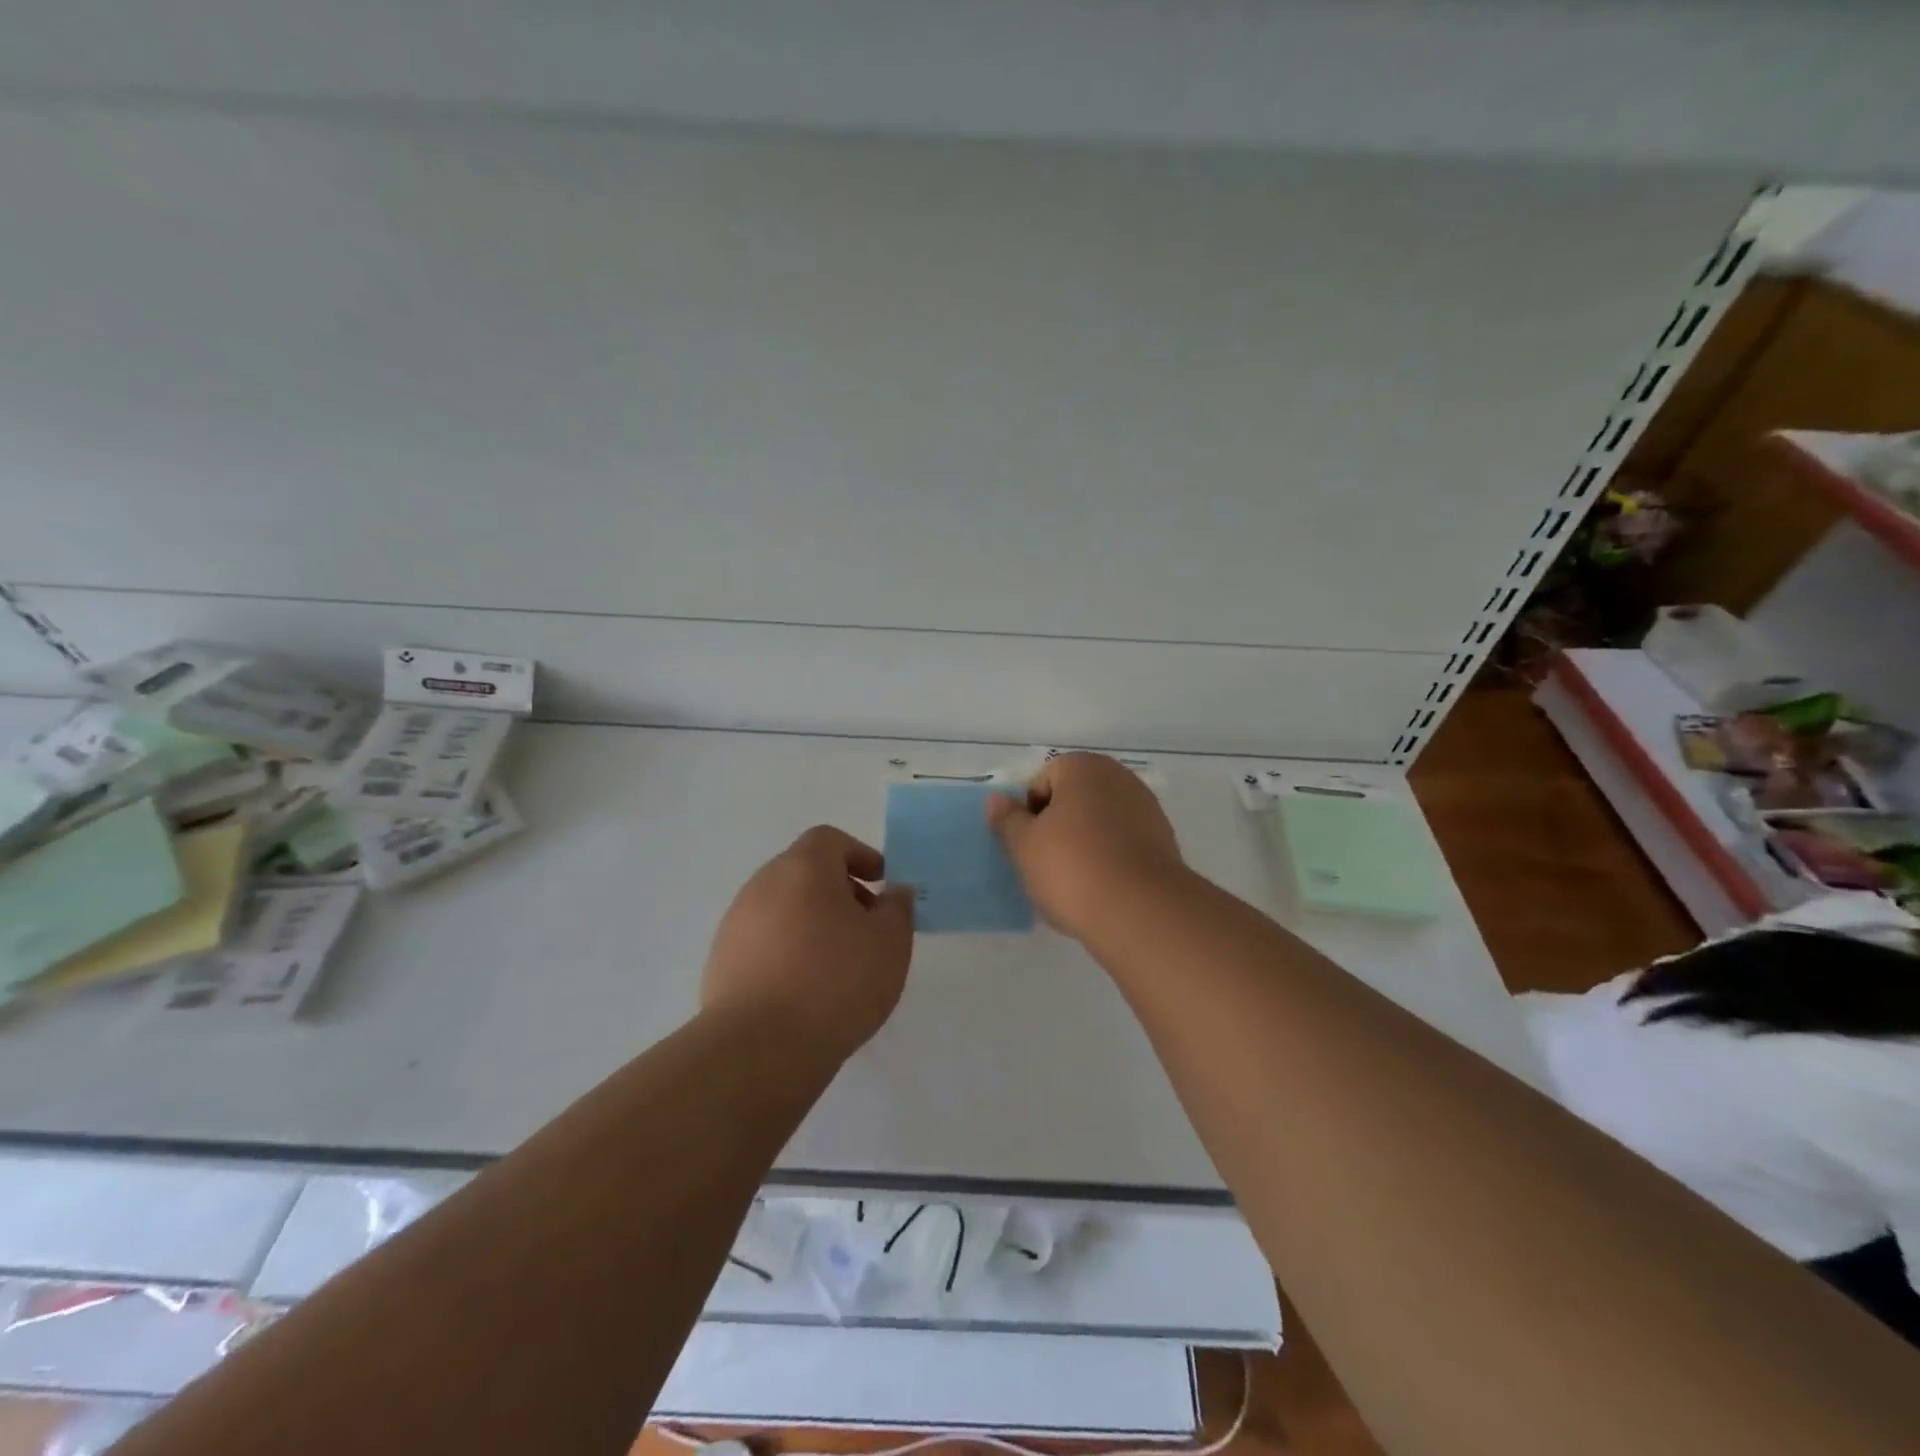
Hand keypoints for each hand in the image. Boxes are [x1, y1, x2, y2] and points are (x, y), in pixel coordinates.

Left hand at [701, 825, 914, 1062]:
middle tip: (865, 926)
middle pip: (804, 872)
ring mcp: (736, 923)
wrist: (759, 1048)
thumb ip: (898, 909)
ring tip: (838, 963)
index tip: (881, 884)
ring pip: (783, 907)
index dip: (859, 855)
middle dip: (838, 891)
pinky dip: (787, 950)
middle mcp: (763, 885)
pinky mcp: (721, 961)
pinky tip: (805, 989)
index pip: (829, 840)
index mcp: (803, 868)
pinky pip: (763, 941)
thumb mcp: (890, 943)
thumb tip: (894, 892)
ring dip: (812, 922)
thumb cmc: (836, 982)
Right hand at [988, 752, 1187, 942]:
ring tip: (1073, 882)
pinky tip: (1101, 888)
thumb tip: (996, 799)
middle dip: (1057, 826)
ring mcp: (1146, 808)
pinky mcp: (1164, 841)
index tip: (1027, 846)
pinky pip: (1123, 843)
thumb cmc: (1072, 869)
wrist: (1140, 911)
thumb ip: (1007, 819)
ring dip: (1084, 843)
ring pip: (1100, 822)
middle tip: (1044, 864)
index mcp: (1083, 767)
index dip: (1028, 813)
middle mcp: (1119, 778)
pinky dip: (1109, 858)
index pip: (1042, 781)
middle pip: (1073, 798)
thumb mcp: (1024, 846)